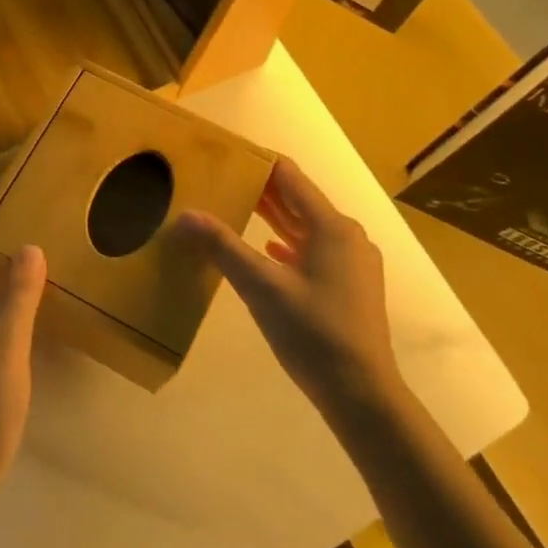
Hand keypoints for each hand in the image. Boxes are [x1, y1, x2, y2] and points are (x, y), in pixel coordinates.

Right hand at [179, 158, 397, 409]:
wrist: (361, 393)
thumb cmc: (313, 333)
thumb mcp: (261, 288)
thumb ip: (223, 247)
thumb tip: (185, 215)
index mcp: (331, 227)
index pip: (290, 177)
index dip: (258, 162)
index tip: (226, 154)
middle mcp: (347, 236)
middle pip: (299, 201)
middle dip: (261, 190)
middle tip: (220, 180)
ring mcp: (353, 263)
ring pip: (307, 228)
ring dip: (274, 218)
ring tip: (236, 208)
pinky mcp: (351, 286)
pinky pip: (315, 251)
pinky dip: (288, 245)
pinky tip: (269, 251)